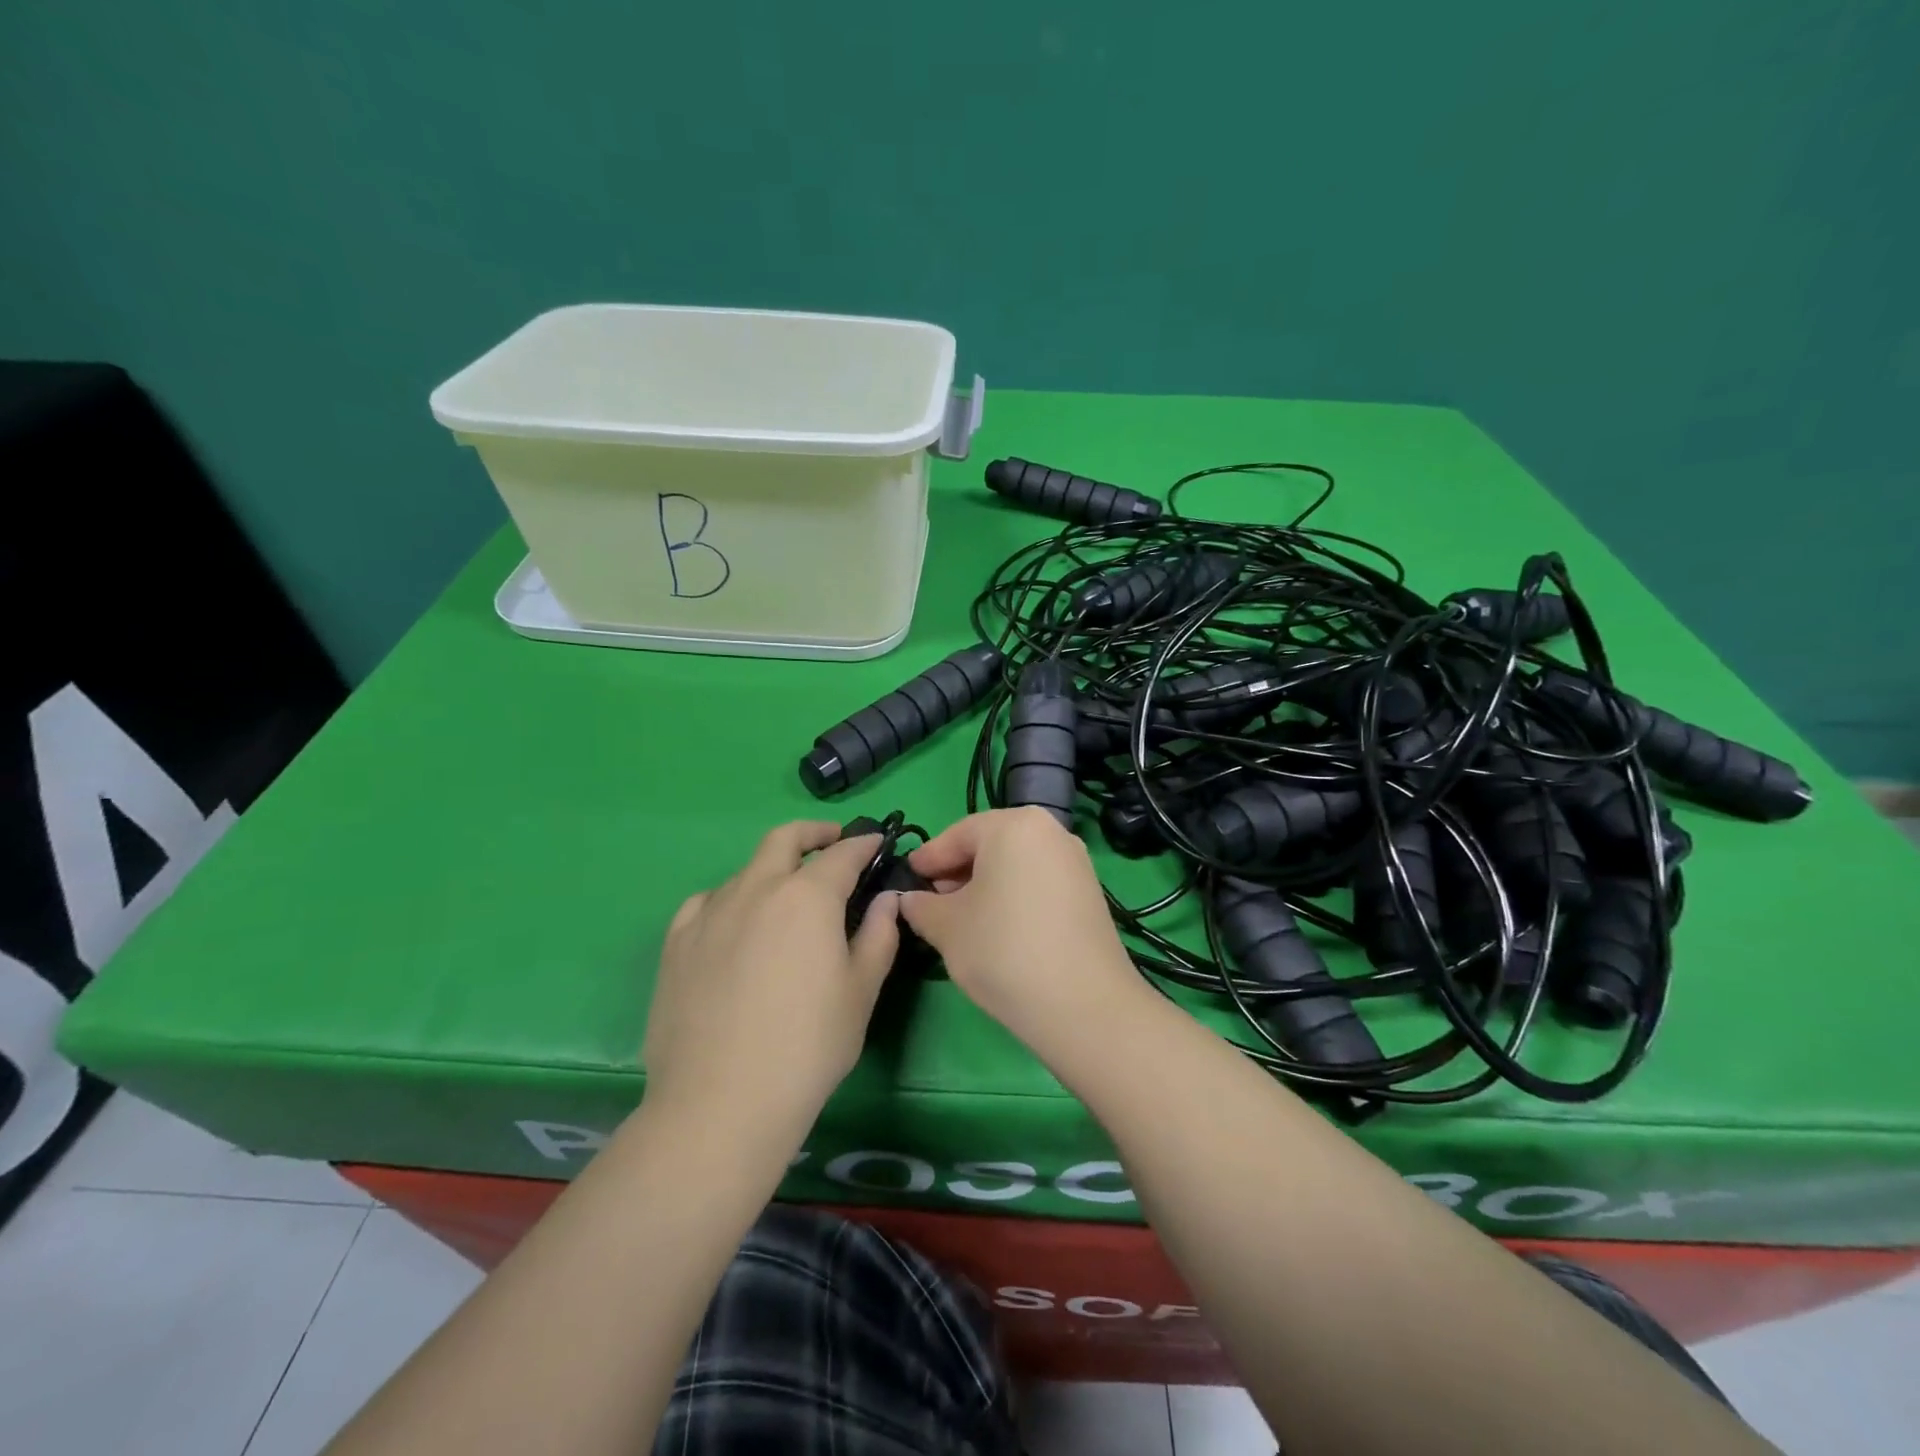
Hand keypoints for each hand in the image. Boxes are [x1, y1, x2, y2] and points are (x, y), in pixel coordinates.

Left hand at [642, 822, 898, 1138]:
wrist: (720, 1104)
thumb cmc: (808, 1047)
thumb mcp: (861, 992)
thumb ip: (880, 935)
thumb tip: (885, 899)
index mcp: (807, 897)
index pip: (843, 853)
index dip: (864, 843)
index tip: (877, 842)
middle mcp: (757, 889)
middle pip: (784, 839)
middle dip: (814, 833)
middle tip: (833, 843)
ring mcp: (710, 912)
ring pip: (746, 871)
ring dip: (774, 870)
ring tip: (787, 899)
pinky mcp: (677, 942)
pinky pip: (708, 902)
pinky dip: (732, 899)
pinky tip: (736, 925)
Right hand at [901, 809, 1144, 1060]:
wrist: (1083, 1005)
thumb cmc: (1003, 950)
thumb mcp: (947, 927)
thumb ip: (921, 906)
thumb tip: (910, 899)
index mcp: (1014, 825)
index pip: (957, 834)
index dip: (928, 859)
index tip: (907, 878)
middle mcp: (1050, 832)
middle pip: (990, 845)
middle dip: (957, 872)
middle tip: (931, 901)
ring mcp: (1075, 862)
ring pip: (1015, 864)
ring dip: (984, 886)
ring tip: (961, 919)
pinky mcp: (1089, 893)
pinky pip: (1038, 882)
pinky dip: (1012, 896)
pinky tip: (997, 929)